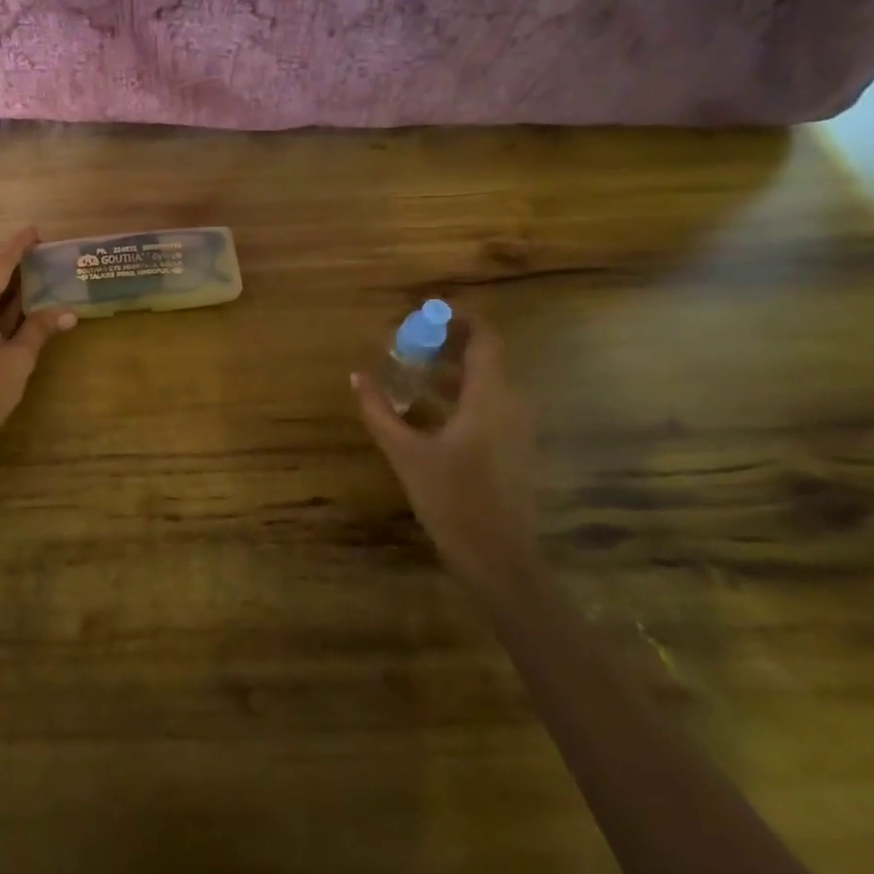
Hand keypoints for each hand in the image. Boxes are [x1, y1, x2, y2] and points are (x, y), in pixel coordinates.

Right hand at [353, 315, 541, 597]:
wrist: (500, 561)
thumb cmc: (453, 501)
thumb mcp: (406, 453)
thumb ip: (379, 411)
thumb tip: (357, 376)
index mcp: (490, 398)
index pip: (485, 339)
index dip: (460, 318)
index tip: (426, 312)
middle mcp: (511, 405)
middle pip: (485, 357)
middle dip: (447, 343)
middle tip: (408, 340)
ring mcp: (516, 429)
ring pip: (486, 383)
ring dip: (451, 369)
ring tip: (411, 369)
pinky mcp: (512, 449)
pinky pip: (488, 405)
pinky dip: (459, 394)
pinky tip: (427, 408)